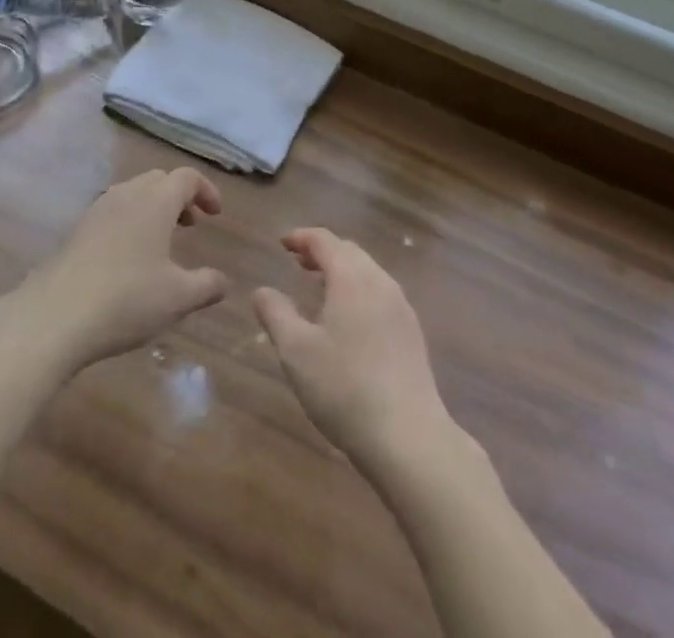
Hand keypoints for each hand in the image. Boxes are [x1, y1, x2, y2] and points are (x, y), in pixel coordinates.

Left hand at [22, 168, 228, 370]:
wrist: (52, 318)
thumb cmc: (126, 300)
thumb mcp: (178, 298)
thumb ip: (207, 286)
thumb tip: (223, 281)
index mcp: (155, 201)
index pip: (187, 177)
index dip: (206, 190)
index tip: (216, 214)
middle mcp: (126, 195)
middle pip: (158, 180)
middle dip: (179, 197)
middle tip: (191, 225)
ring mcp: (97, 211)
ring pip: (132, 194)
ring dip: (152, 209)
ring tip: (161, 242)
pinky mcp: (76, 231)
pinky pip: (112, 213)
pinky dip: (129, 222)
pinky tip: (128, 259)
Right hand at [254, 229, 456, 470]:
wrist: (408, 436)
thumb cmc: (344, 388)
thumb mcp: (296, 351)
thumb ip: (276, 314)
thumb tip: (261, 291)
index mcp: (351, 277)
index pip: (324, 240)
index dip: (301, 237)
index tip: (282, 243)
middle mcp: (380, 281)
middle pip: (349, 252)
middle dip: (322, 252)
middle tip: (297, 263)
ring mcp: (400, 307)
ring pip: (367, 273)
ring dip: (341, 272)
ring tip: (318, 289)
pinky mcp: (412, 333)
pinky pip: (380, 295)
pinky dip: (358, 292)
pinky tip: (347, 321)